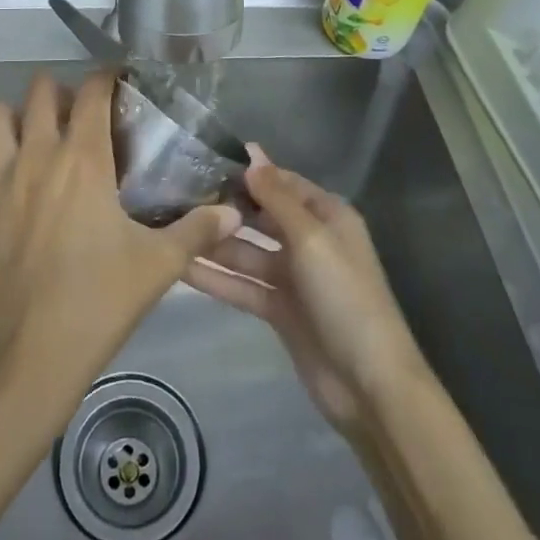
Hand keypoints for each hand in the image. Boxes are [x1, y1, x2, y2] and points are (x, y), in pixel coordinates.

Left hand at [0, 71, 241, 406]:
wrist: (30, 356)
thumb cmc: (99, 300)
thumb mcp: (160, 265)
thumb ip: (198, 230)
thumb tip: (234, 211)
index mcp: (82, 159)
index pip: (92, 93)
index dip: (105, 77)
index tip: (118, 80)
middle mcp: (36, 157)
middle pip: (38, 94)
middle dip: (57, 91)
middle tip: (76, 113)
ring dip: (13, 120)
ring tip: (32, 138)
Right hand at [183, 155, 427, 434]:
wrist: (368, 384)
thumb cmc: (345, 296)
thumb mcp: (312, 238)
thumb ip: (277, 197)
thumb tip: (252, 154)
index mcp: (327, 216)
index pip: (282, 183)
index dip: (250, 172)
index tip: (206, 159)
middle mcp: (309, 241)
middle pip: (261, 216)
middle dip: (226, 207)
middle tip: (176, 194)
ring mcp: (293, 277)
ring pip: (247, 252)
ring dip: (215, 244)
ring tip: (171, 228)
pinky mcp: (278, 310)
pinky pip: (243, 285)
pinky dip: (217, 278)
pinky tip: (181, 267)